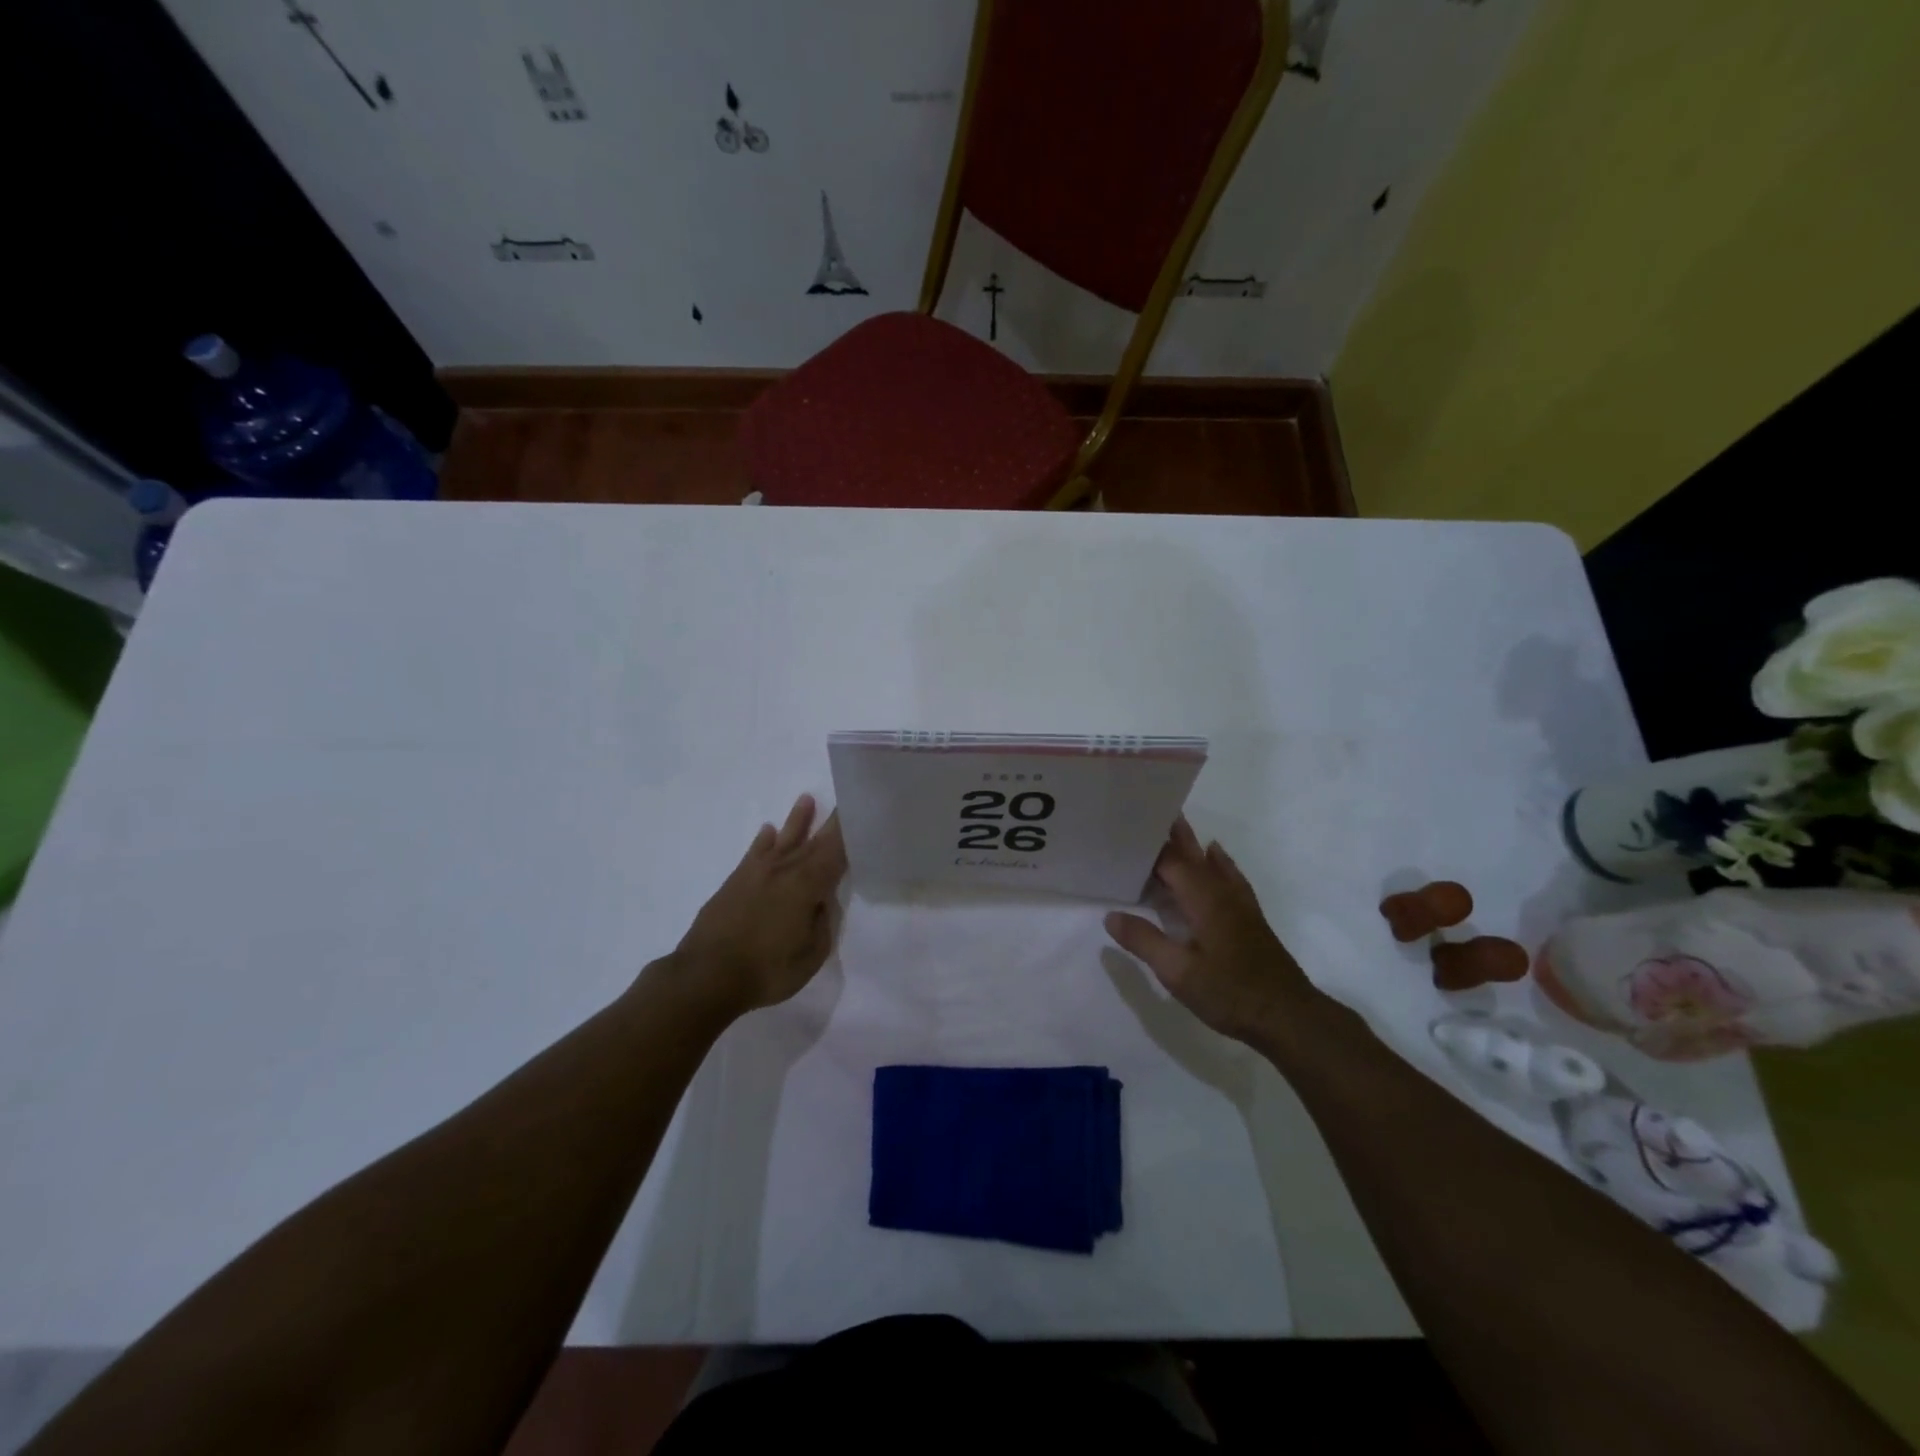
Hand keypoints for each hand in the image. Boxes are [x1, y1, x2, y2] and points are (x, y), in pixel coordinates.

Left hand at [669, 794, 847, 1018]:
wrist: (705, 976)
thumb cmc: (767, 970)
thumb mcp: (811, 955)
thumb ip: (822, 922)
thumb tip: (822, 901)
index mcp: (807, 884)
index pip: (835, 850)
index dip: (848, 831)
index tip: (859, 810)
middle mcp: (783, 870)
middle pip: (812, 841)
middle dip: (829, 821)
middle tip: (842, 800)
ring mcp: (755, 873)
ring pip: (782, 840)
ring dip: (796, 821)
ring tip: (806, 799)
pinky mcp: (734, 883)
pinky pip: (754, 853)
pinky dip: (763, 841)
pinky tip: (768, 832)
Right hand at [1104, 817, 1318, 1047]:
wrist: (1288, 1016)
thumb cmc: (1231, 992)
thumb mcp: (1178, 972)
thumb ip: (1145, 941)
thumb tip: (1111, 916)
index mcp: (1204, 899)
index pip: (1171, 862)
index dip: (1148, 847)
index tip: (1125, 830)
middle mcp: (1222, 893)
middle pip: (1193, 854)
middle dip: (1172, 834)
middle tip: (1151, 810)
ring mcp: (1240, 904)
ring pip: (1212, 862)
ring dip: (1192, 844)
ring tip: (1175, 825)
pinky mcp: (1249, 917)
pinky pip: (1229, 875)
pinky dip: (1217, 861)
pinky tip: (1216, 856)